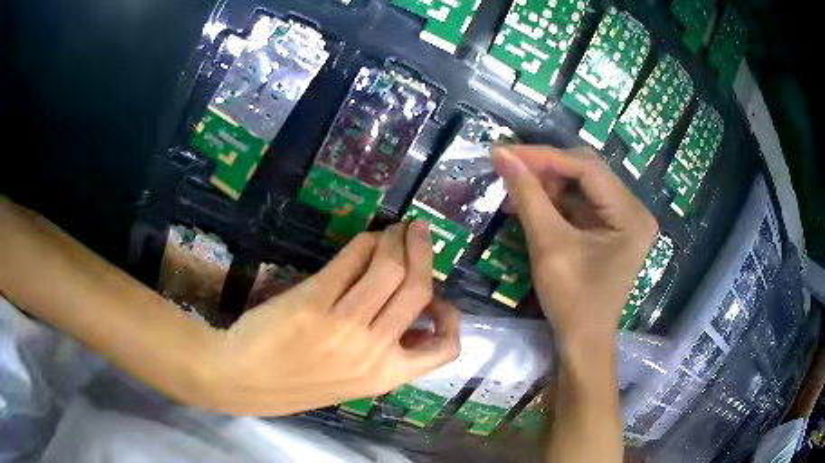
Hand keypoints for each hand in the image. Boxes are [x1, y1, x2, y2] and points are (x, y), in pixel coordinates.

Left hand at [198, 221, 459, 415]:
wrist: (243, 380)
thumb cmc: (296, 384)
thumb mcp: (352, 382)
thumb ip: (384, 354)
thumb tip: (410, 319)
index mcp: (385, 376)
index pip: (443, 348)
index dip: (451, 316)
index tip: (440, 297)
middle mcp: (372, 350)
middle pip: (417, 289)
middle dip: (423, 254)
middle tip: (419, 232)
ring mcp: (344, 324)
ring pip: (388, 268)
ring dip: (396, 240)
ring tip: (393, 230)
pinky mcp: (314, 300)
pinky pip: (351, 260)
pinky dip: (365, 243)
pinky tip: (365, 239)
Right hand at [491, 145, 656, 353]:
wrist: (583, 342)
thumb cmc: (572, 301)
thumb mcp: (549, 245)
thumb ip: (527, 195)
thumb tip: (501, 155)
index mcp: (630, 215)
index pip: (586, 168)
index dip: (543, 156)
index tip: (505, 152)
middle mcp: (634, 211)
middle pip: (586, 173)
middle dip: (545, 169)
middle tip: (508, 168)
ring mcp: (624, 220)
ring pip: (581, 187)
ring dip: (547, 185)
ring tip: (512, 189)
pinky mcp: (612, 230)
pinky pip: (581, 205)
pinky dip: (554, 203)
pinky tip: (529, 204)